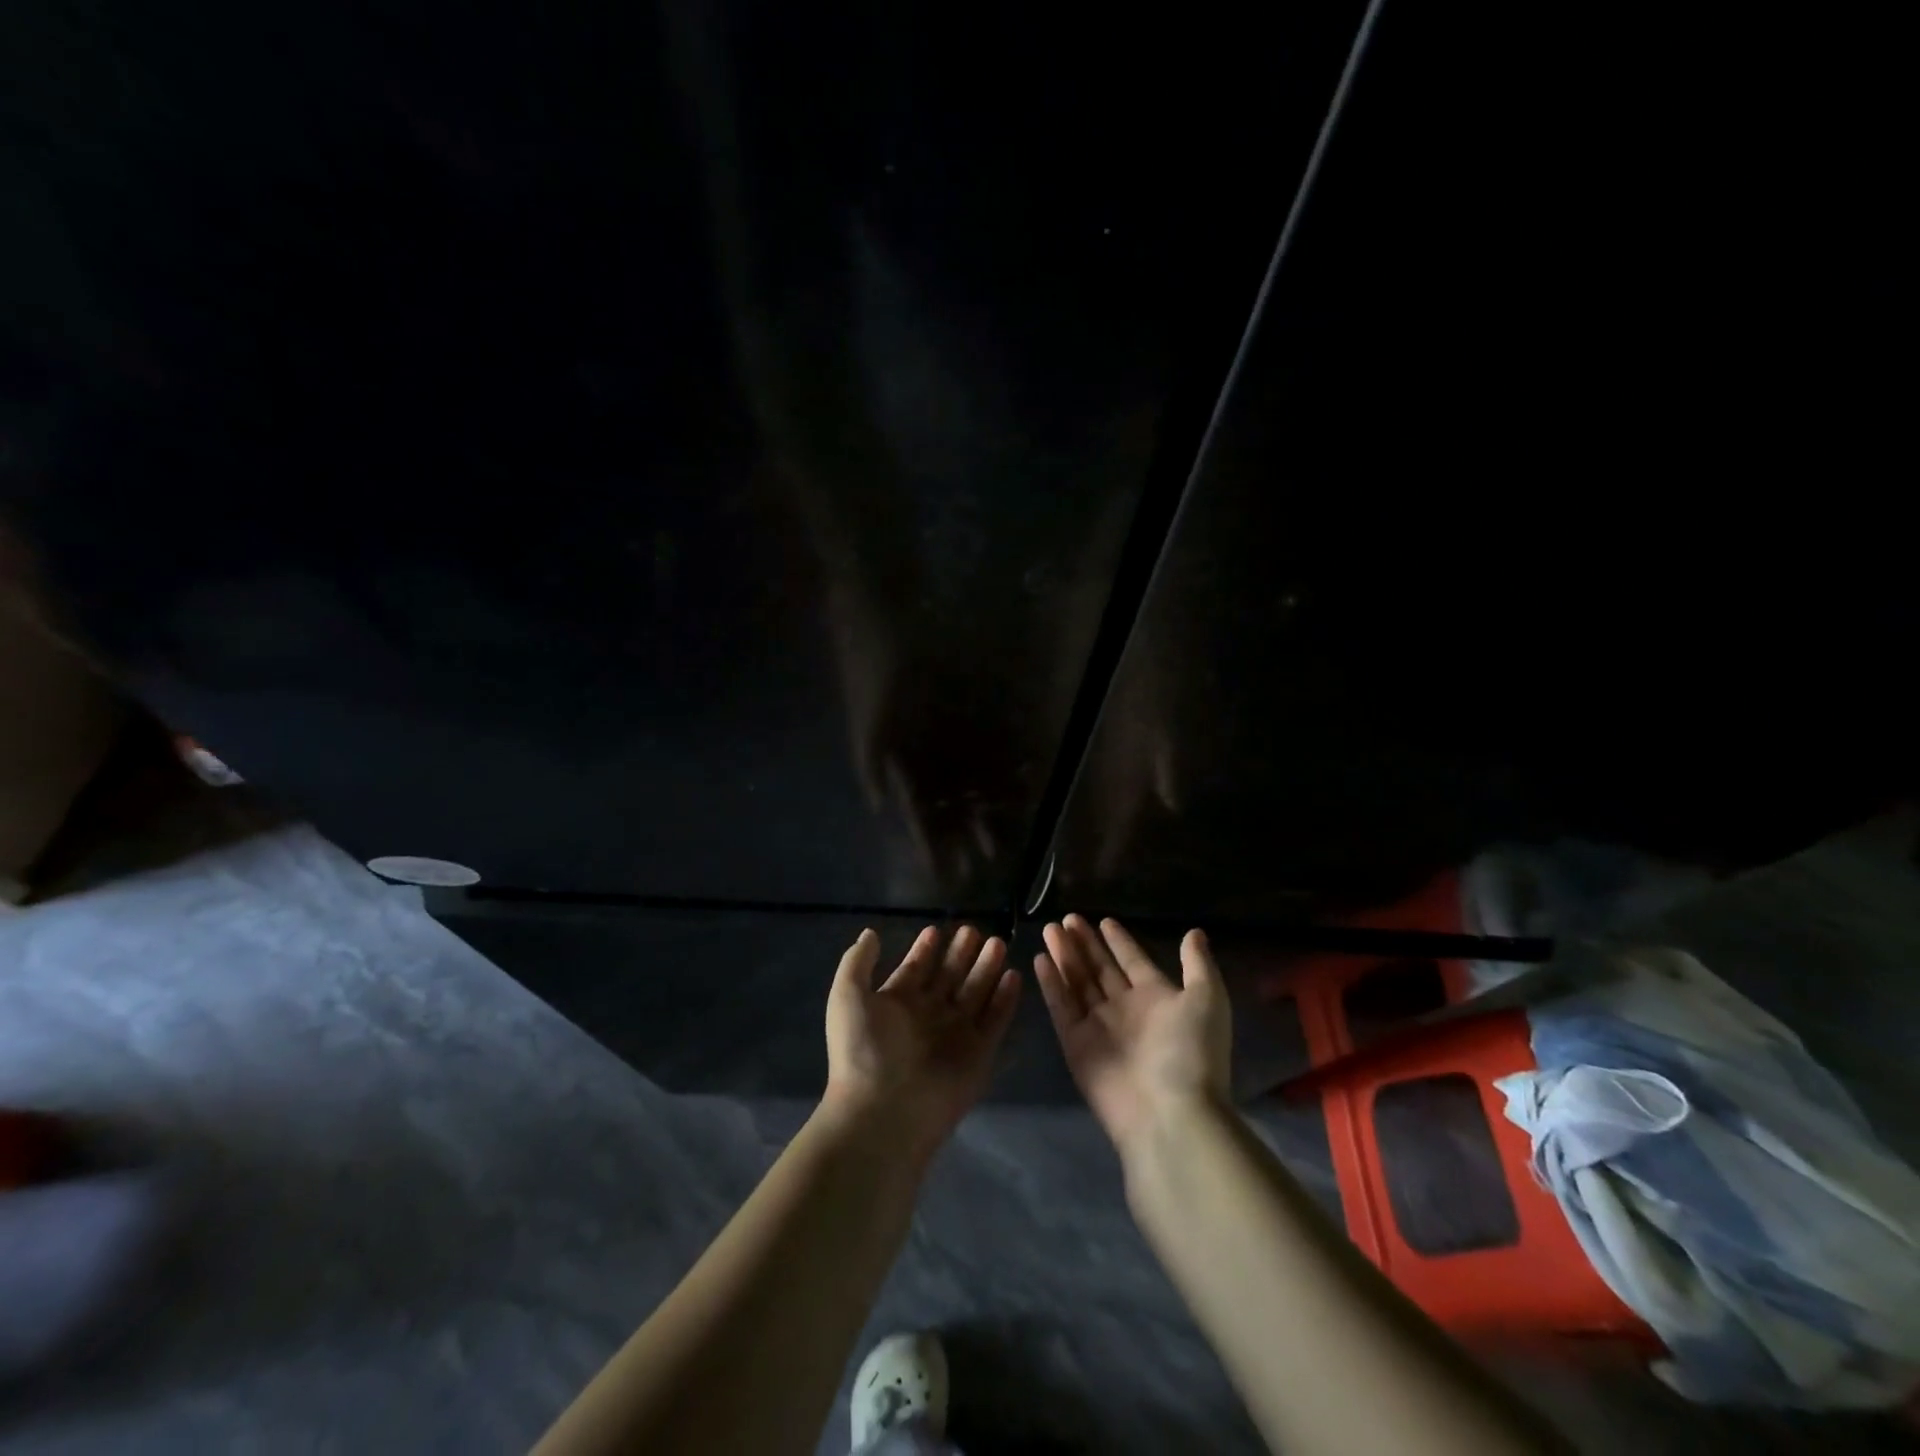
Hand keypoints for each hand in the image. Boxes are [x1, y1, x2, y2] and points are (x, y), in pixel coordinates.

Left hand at [823, 925, 1021, 1162]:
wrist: (884, 1110)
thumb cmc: (862, 1049)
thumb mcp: (847, 995)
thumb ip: (857, 961)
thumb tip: (870, 933)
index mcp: (896, 1004)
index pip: (915, 969)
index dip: (925, 950)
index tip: (936, 929)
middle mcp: (927, 1016)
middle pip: (949, 977)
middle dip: (960, 954)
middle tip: (974, 930)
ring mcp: (954, 1034)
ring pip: (975, 992)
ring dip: (986, 968)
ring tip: (997, 942)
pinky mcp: (979, 1053)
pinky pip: (995, 1019)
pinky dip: (1005, 999)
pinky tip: (1013, 975)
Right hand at [1035, 915, 1231, 1153]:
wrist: (1170, 1113)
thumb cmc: (1191, 1051)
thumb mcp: (1207, 1000)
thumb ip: (1197, 965)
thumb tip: (1194, 933)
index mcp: (1156, 997)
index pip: (1133, 961)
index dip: (1119, 941)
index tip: (1104, 920)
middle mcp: (1126, 1009)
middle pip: (1100, 968)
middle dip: (1085, 943)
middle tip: (1067, 917)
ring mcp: (1099, 1026)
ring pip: (1078, 982)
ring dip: (1065, 955)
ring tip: (1050, 928)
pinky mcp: (1076, 1044)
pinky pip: (1061, 1007)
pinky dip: (1051, 983)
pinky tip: (1041, 959)